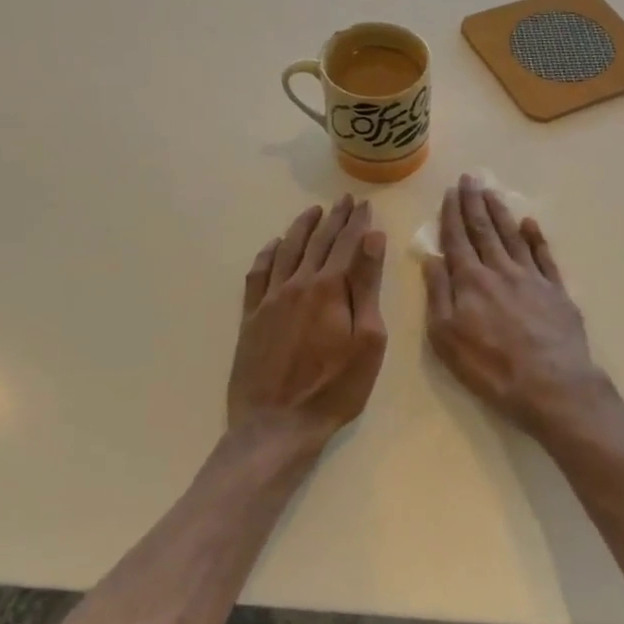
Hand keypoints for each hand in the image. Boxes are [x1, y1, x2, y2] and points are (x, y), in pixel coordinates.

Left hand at [227, 196, 387, 455]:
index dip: (358, 223)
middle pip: (318, 242)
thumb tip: (372, 239)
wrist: (277, 424)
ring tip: (313, 212)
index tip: (365, 205)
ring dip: (302, 228)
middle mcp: (297, 283)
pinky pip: (258, 273)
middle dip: (334, 218)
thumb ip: (367, 286)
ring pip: (286, 250)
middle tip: (345, 199)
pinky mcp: (251, 316)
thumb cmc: (335, 387)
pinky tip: (274, 245)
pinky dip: (268, 253)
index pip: (347, 244)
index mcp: (329, 288)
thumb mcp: (367, 339)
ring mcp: (270, 299)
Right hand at [423, 176, 607, 437]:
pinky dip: (536, 237)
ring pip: (512, 236)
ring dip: (500, 212)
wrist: (552, 385)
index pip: (457, 239)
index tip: (450, 192)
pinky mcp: (556, 291)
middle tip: (469, 178)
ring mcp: (532, 278)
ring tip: (491, 192)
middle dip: (474, 203)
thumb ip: (439, 295)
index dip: (452, 215)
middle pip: (484, 230)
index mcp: (471, 281)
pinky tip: (529, 223)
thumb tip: (431, 259)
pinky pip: (544, 256)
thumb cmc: (491, 368)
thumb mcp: (447, 338)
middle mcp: (501, 270)